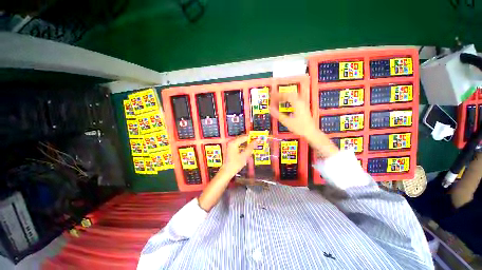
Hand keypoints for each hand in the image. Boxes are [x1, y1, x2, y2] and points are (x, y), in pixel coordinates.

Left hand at [221, 135, 258, 177]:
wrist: (227, 171)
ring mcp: (230, 145)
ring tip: (253, 144)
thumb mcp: (245, 156)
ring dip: (246, 142)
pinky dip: (243, 144)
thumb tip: (256, 141)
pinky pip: (238, 143)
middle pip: (242, 138)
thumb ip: (251, 147)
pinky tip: (247, 148)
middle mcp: (231, 142)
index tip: (257, 138)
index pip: (245, 137)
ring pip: (240, 140)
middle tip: (256, 141)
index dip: (252, 138)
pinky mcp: (230, 148)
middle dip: (249, 139)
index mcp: (233, 143)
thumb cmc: (234, 165)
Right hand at [270, 90, 338, 157]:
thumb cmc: (300, 128)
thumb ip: (278, 114)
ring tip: (278, 101)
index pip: (286, 95)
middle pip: (289, 94)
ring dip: (284, 98)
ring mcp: (303, 105)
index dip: (277, 95)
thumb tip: (270, 109)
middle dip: (281, 95)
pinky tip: (285, 105)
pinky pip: (294, 101)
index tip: (272, 97)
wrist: (311, 132)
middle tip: (274, 99)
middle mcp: (301, 102)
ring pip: (292, 97)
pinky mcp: (303, 108)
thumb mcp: (287, 121)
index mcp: (297, 103)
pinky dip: (288, 101)